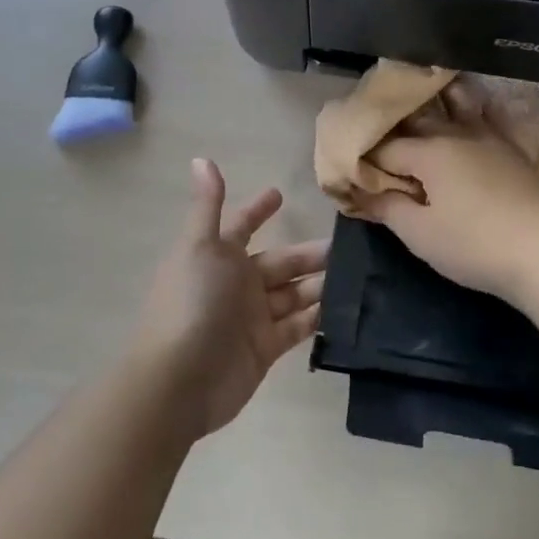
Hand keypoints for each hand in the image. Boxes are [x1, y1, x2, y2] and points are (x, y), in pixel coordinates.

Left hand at [136, 159, 327, 439]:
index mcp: (219, 257)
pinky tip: (346, 310)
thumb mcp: (200, 246)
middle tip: (349, 246)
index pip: (243, 227)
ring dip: (320, 284)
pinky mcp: (265, 349)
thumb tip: (201, 158)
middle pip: (280, 263)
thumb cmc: (191, 303)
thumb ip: (209, 206)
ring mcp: (251, 319)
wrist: (180, 380)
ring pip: (293, 294)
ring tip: (358, 275)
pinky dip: (318, 318)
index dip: (259, 211)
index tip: (281, 194)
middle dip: (309, 254)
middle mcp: (236, 284)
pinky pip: (297, 327)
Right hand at [366, 117, 538, 302]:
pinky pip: (489, 118)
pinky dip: (474, 110)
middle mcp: (458, 134)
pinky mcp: (514, 150)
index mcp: (429, 151)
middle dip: (394, 125)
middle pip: (418, 119)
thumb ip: (388, 208)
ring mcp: (491, 138)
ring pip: (458, 105)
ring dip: (437, 101)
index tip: (352, 168)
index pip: (385, 147)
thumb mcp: (420, 235)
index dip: (365, 158)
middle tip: (378, 134)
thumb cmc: (474, 245)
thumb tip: (363, 192)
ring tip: (422, 102)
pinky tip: (472, 109)